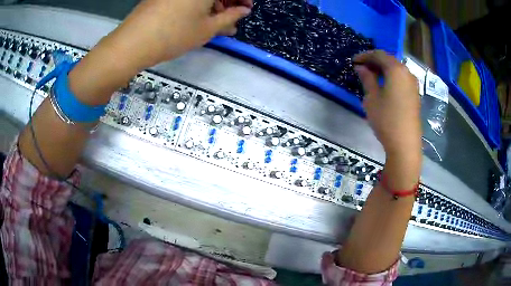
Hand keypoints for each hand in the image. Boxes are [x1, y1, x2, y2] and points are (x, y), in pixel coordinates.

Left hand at [106, 0, 252, 69]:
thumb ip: (230, 17)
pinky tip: (198, 18)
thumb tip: (243, 10)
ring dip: (213, 5)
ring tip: (217, 24)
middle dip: (228, 2)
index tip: (245, 9)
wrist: (133, 42)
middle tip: (231, 19)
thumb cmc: (175, 35)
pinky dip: (197, 5)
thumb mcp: (208, 29)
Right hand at [354, 50, 421, 186]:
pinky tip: (384, 85)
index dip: (365, 55)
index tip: (354, 61)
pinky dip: (391, 78)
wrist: (405, 144)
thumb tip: (361, 67)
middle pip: (390, 60)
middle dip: (375, 61)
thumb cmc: (386, 119)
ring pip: (397, 69)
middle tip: (362, 68)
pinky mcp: (415, 95)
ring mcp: (413, 84)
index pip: (379, 54)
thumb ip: (367, 79)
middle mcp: (407, 73)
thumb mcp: (372, 98)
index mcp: (396, 69)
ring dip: (384, 69)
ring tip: (372, 76)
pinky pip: (402, 79)